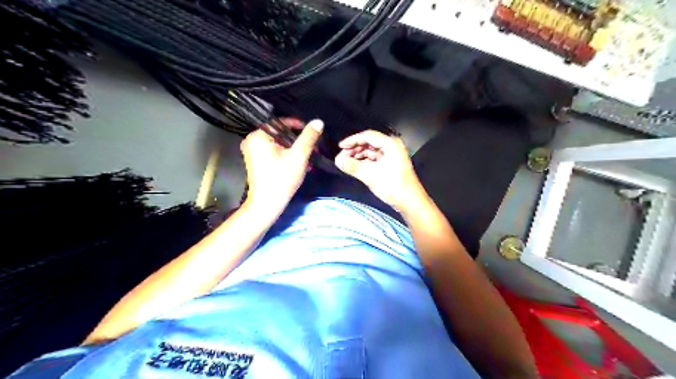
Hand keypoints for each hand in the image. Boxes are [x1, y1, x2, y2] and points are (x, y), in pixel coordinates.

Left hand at [240, 117, 324, 213]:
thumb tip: (318, 122)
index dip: (299, 126)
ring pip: (279, 144)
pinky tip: (300, 164)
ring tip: (309, 158)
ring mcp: (253, 152)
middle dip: (299, 141)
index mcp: (258, 136)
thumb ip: (309, 137)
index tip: (313, 134)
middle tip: (313, 148)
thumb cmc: (281, 179)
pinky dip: (287, 156)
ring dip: (295, 150)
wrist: (267, 204)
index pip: (281, 122)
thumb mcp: (299, 156)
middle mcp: (252, 140)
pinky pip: (274, 152)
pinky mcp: (256, 161)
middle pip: (281, 134)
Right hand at [334, 131, 423, 212]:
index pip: (368, 136)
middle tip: (342, 156)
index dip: (352, 140)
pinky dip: (365, 161)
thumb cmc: (393, 187)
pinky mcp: (391, 163)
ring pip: (371, 151)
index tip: (340, 147)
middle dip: (355, 149)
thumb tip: (337, 160)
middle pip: (369, 142)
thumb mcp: (370, 176)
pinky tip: (356, 166)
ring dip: (359, 155)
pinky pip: (375, 158)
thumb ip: (352, 166)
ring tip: (346, 162)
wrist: (410, 202)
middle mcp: (392, 146)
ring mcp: (392, 155)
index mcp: (390, 144)